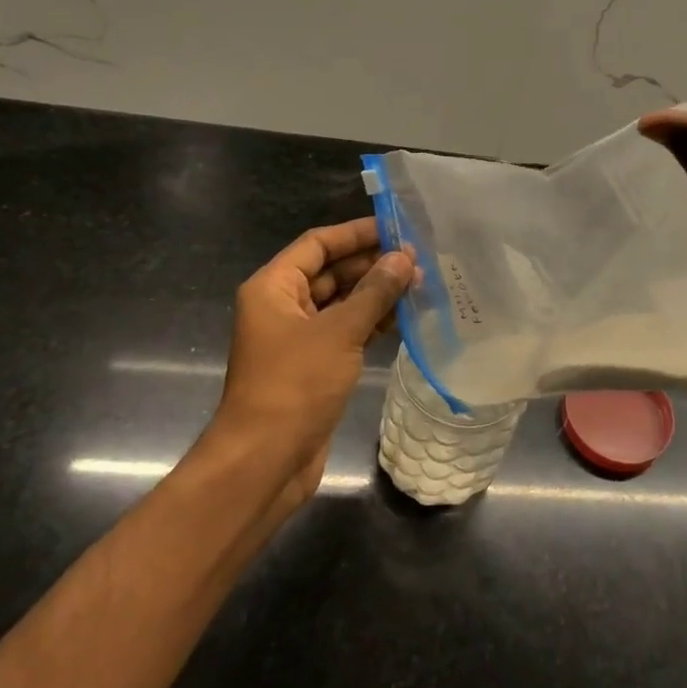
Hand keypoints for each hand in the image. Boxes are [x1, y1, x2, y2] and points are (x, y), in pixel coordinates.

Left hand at [209, 217, 413, 503]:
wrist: (266, 460)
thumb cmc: (295, 385)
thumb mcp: (339, 332)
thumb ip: (374, 292)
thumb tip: (404, 258)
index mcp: (274, 287)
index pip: (318, 244)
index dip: (356, 234)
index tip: (396, 228)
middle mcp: (283, 306)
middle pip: (330, 272)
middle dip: (372, 265)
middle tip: (419, 260)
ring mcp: (298, 338)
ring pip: (341, 303)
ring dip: (376, 294)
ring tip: (420, 285)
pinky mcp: (314, 365)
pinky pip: (345, 332)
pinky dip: (372, 323)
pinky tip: (405, 318)